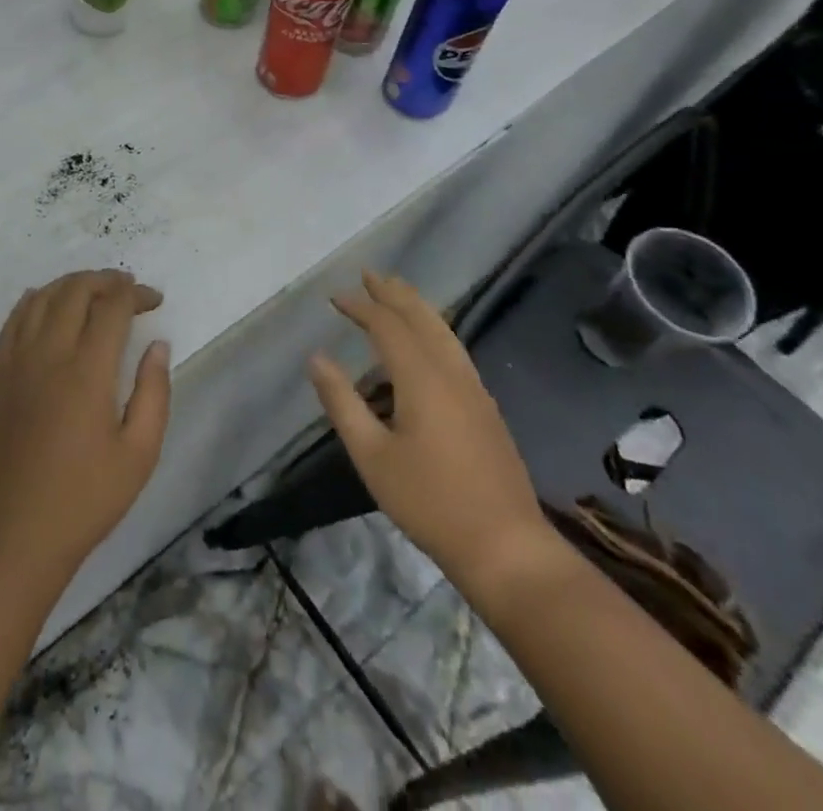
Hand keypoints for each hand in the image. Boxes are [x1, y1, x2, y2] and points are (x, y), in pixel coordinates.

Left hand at [0, 271, 169, 576]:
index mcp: (87, 371)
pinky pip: (14, 319)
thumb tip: (157, 345)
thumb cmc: (84, 499)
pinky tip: (48, 304)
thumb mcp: (138, 454)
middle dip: (106, 280)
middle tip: (128, 289)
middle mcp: (48, 354)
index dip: (135, 294)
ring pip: (42, 297)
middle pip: (75, 291)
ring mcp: (16, 361)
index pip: (112, 307)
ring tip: (94, 291)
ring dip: (71, 284)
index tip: (154, 300)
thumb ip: (154, 393)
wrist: (12, 534)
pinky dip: (36, 300)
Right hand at [308, 270, 551, 605]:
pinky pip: (454, 350)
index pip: (387, 326)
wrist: (506, 547)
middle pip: (422, 318)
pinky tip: (426, 343)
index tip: (336, 297)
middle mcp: (451, 372)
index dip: (361, 307)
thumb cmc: (430, 501)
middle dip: (393, 294)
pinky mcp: (485, 408)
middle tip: (369, 274)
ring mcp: (474, 389)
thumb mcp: (372, 455)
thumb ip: (342, 402)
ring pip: (444, 332)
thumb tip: (316, 358)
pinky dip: (433, 330)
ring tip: (397, 293)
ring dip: (417, 307)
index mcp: (422, 378)